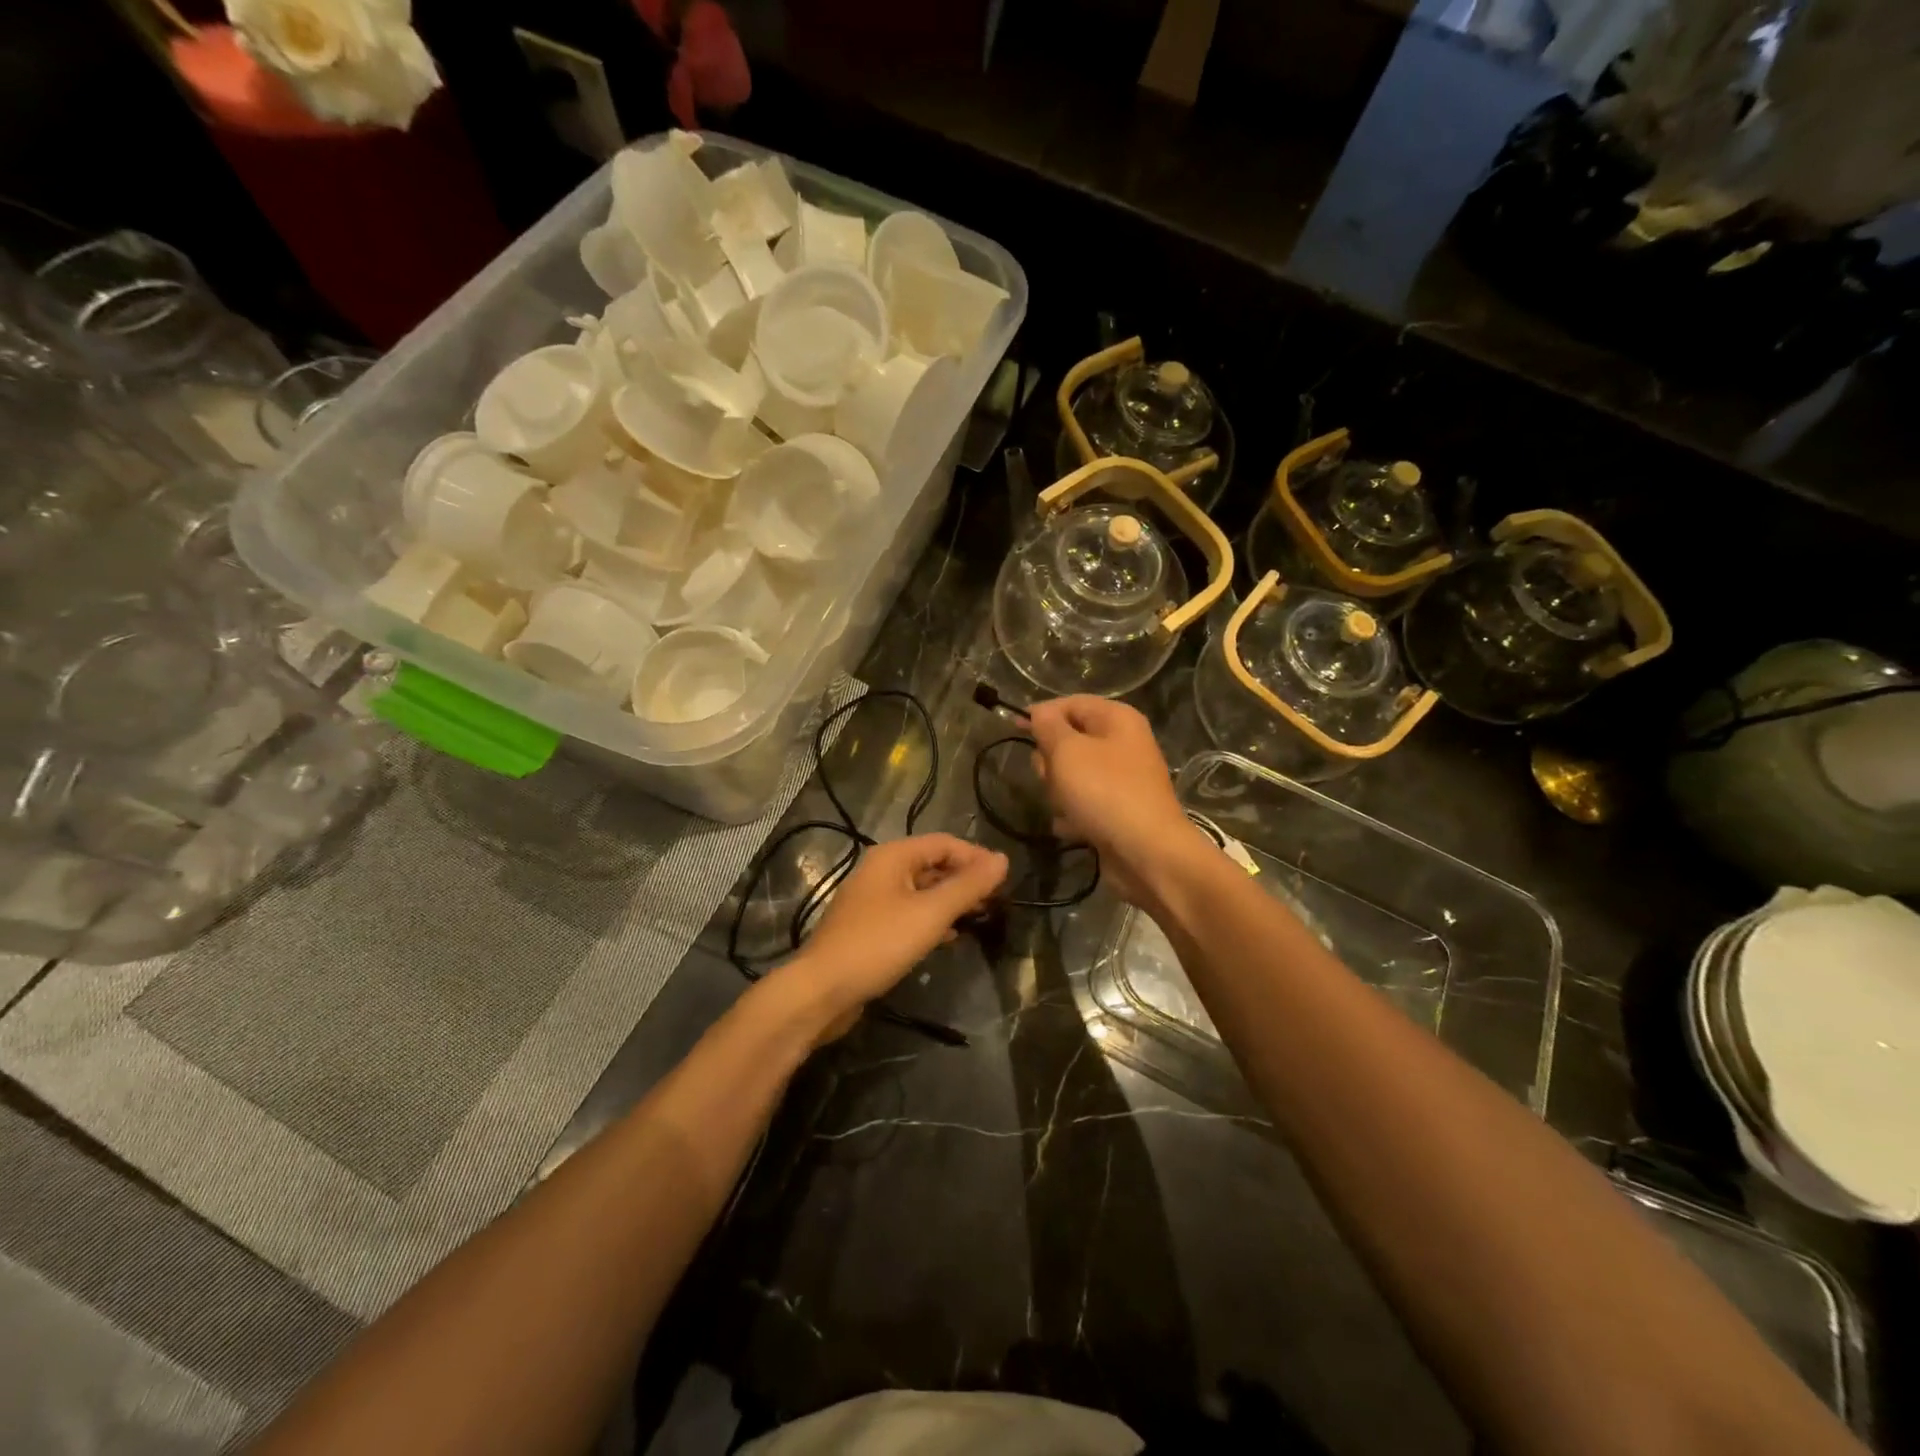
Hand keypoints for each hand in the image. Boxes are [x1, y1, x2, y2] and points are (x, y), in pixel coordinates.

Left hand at [784, 833, 1007, 1038]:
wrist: (823, 990)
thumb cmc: (879, 943)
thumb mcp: (931, 913)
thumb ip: (968, 886)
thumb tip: (1003, 859)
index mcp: (893, 856)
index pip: (944, 843)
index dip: (976, 857)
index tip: (1004, 880)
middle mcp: (880, 870)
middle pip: (932, 864)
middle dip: (964, 879)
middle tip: (996, 901)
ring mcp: (872, 900)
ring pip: (921, 890)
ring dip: (950, 901)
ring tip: (979, 917)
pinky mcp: (869, 927)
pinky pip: (908, 913)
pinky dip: (931, 919)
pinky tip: (949, 937)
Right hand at [1027, 696, 1206, 906]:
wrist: (1146, 853)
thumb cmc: (1104, 792)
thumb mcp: (1067, 751)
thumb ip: (1048, 726)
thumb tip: (1039, 712)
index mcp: (1118, 719)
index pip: (1071, 703)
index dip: (1041, 713)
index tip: (1014, 729)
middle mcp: (1123, 744)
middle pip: (1070, 740)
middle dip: (1051, 760)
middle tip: (1049, 776)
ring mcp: (1122, 779)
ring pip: (1072, 775)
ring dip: (1059, 791)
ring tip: (1065, 807)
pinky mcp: (1118, 811)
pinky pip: (1083, 803)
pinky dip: (1073, 815)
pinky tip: (1072, 828)